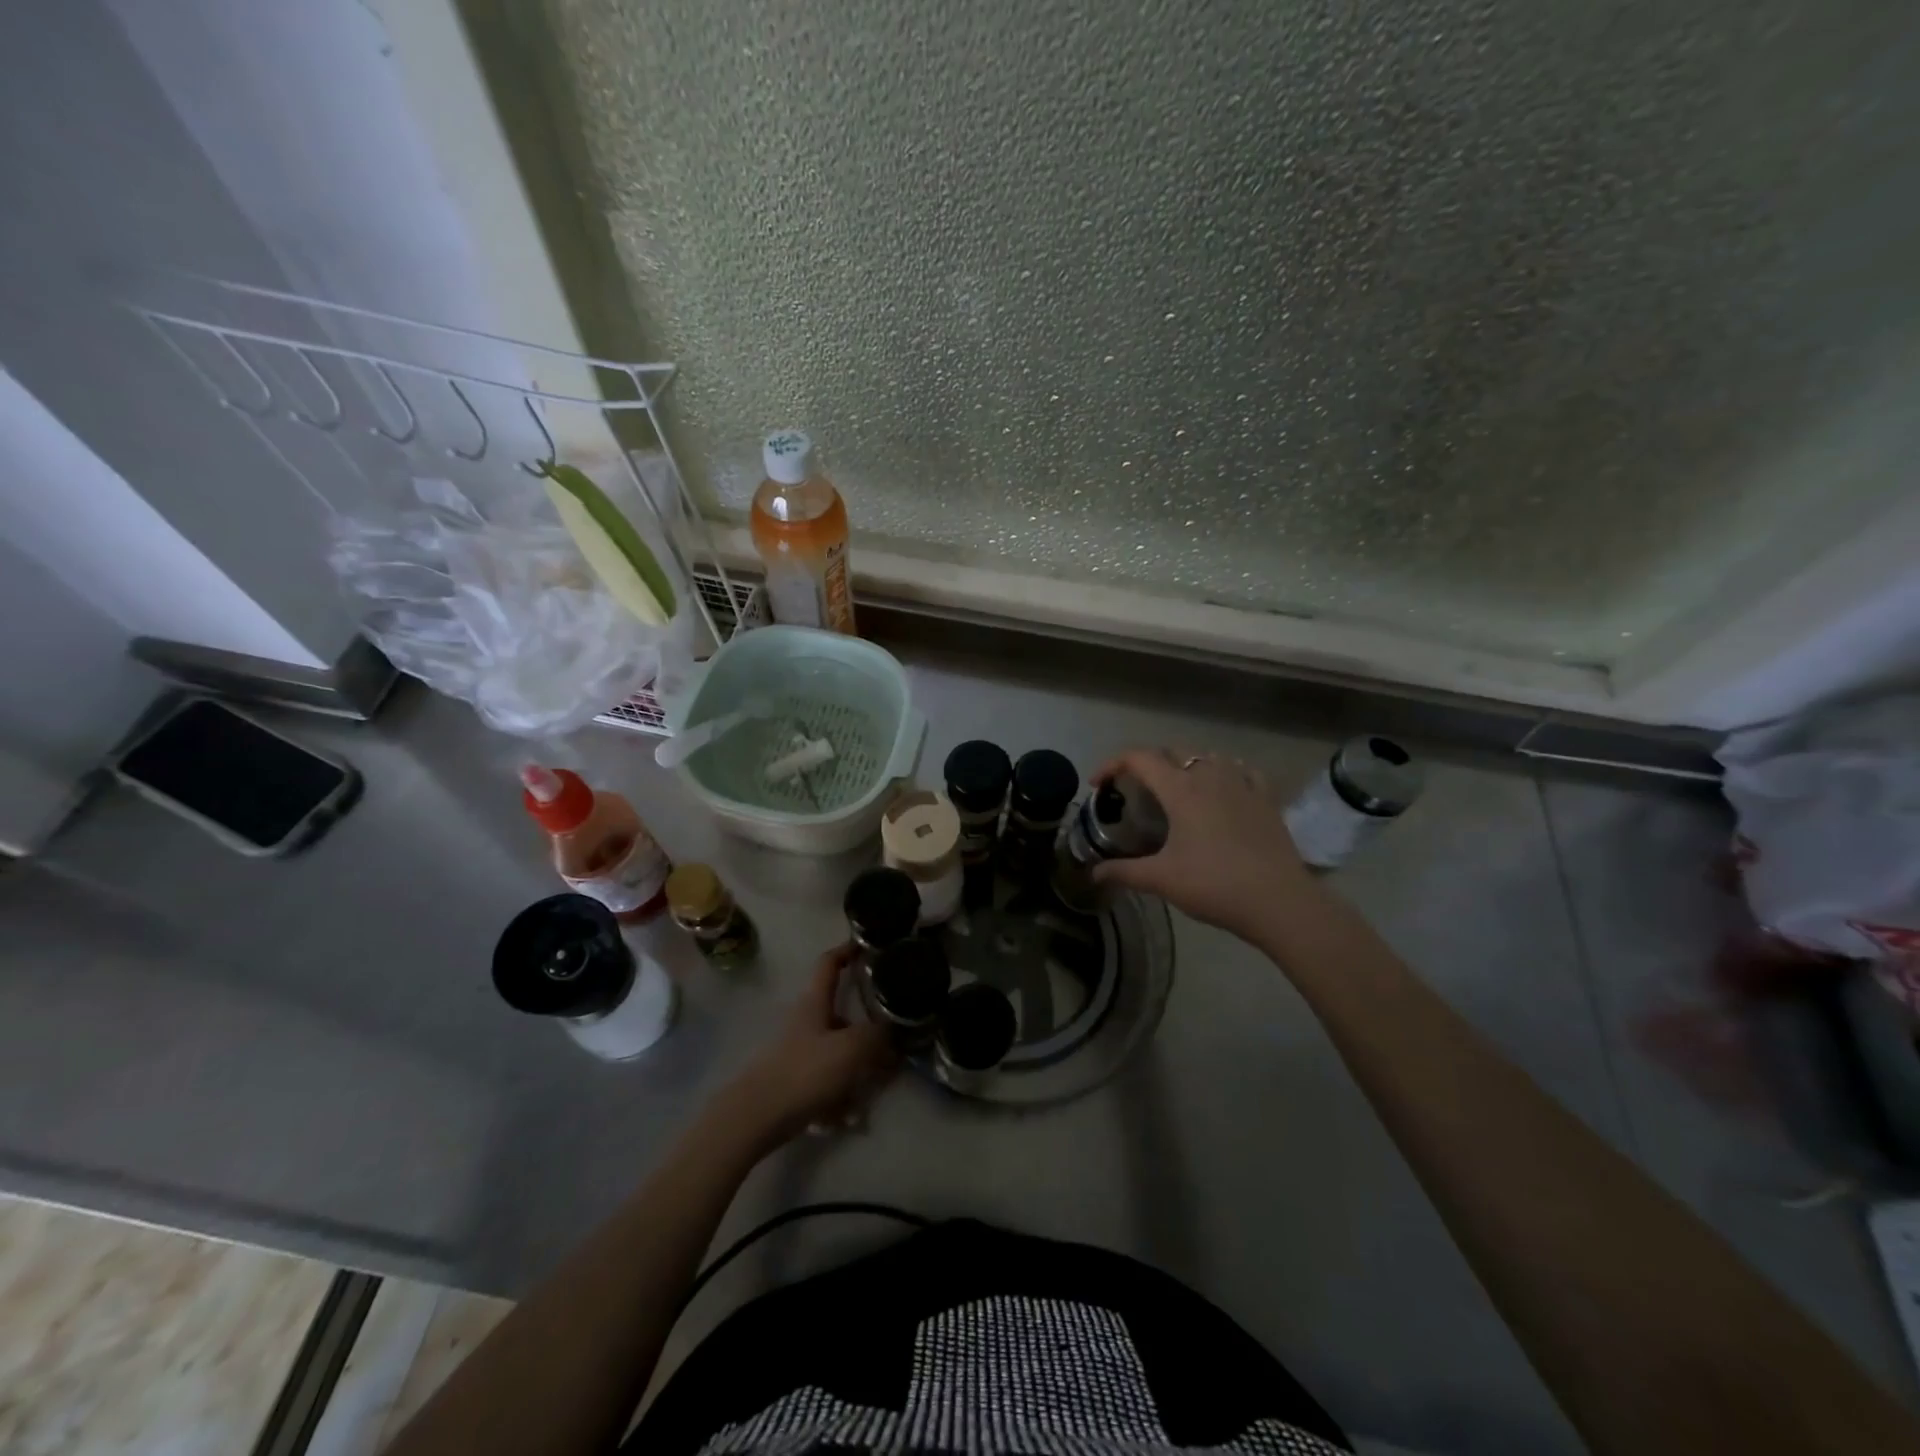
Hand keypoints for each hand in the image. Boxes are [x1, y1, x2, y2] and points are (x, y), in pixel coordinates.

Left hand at [714, 945, 896, 1153]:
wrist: (756, 1118)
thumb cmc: (805, 1071)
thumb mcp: (851, 1048)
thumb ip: (877, 1035)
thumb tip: (893, 1030)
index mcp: (814, 1001)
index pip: (829, 963)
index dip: (847, 950)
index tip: (867, 945)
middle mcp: (806, 1021)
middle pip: (841, 1014)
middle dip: (868, 1030)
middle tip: (893, 1041)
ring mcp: (799, 1052)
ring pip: (839, 1052)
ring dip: (859, 1069)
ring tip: (875, 1089)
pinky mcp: (795, 1082)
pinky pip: (829, 1082)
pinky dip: (842, 1098)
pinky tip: (850, 1118)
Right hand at [1090, 748, 1321, 944]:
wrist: (1278, 902)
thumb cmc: (1214, 885)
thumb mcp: (1162, 879)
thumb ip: (1124, 872)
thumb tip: (1094, 874)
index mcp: (1180, 789)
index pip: (1139, 758)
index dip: (1112, 764)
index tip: (1098, 785)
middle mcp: (1210, 776)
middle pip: (1172, 752)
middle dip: (1147, 764)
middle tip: (1135, 789)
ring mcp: (1242, 783)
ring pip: (1207, 757)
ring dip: (1185, 765)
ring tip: (1176, 789)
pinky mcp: (1266, 798)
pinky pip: (1241, 770)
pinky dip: (1224, 772)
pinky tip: (1223, 789)